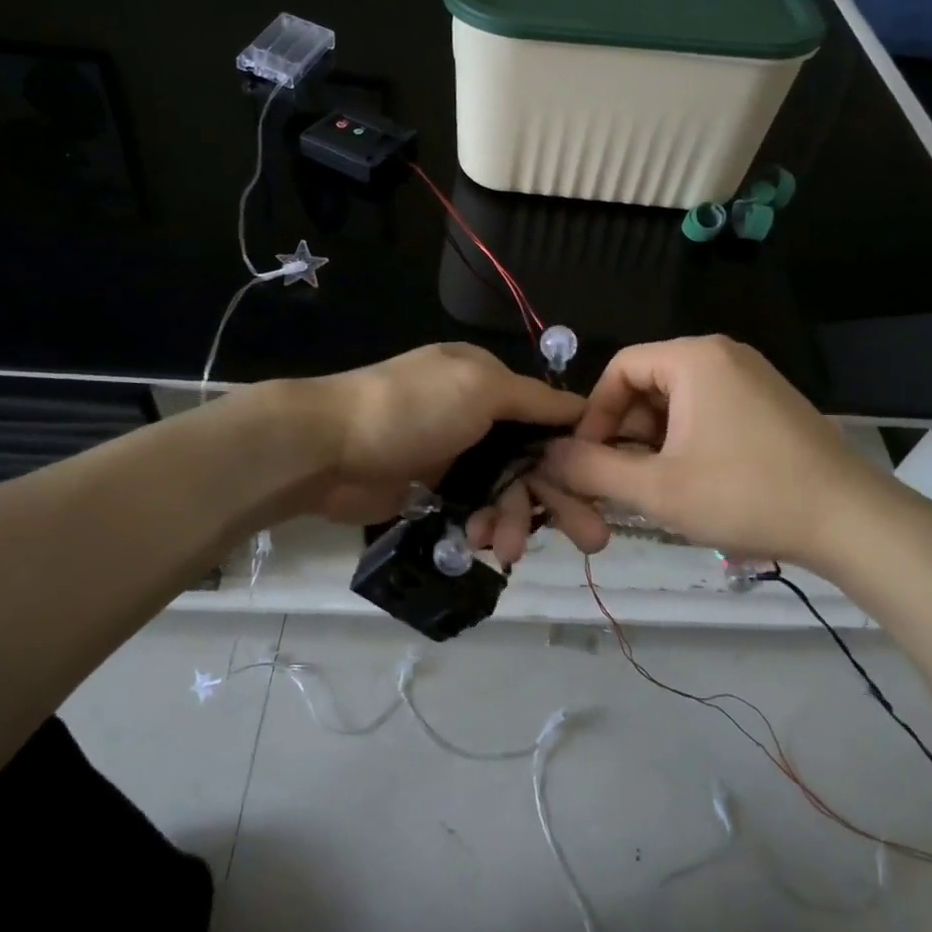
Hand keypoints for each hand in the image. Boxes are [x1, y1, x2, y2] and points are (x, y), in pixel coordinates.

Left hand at [298, 344, 603, 563]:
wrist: (329, 447)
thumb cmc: (412, 408)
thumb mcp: (480, 387)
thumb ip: (534, 399)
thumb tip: (584, 405)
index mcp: (489, 381)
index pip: (547, 417)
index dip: (575, 451)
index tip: (602, 486)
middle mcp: (477, 416)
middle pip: (532, 460)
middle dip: (559, 497)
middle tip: (593, 539)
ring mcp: (455, 455)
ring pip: (505, 491)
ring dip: (515, 520)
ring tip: (510, 550)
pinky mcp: (434, 491)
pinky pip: (475, 511)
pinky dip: (483, 527)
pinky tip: (480, 543)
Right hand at [537, 336, 917, 570]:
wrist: (852, 521)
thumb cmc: (746, 495)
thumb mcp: (657, 489)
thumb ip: (593, 471)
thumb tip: (547, 457)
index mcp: (694, 358)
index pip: (619, 368)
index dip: (594, 415)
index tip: (587, 460)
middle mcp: (722, 355)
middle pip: (648, 384)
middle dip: (624, 433)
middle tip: (618, 482)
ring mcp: (752, 378)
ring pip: (677, 402)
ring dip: (654, 443)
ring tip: (652, 488)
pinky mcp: (769, 404)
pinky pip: (708, 411)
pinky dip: (686, 442)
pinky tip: (690, 483)